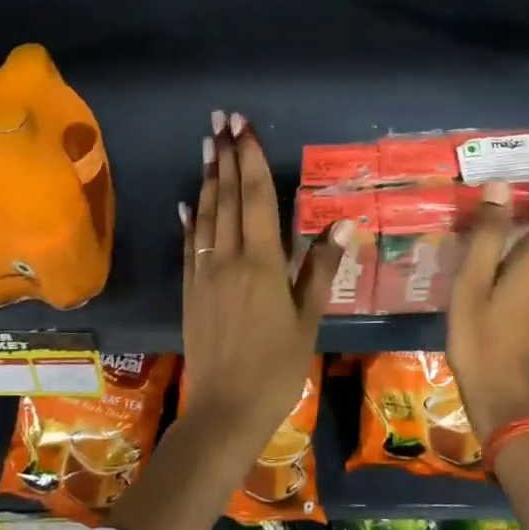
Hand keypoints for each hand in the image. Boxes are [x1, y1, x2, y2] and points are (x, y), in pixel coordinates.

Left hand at [179, 111, 348, 447]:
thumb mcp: (308, 320)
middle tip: (220, 120)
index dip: (249, 158)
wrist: (225, 409)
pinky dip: (189, 221)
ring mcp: (204, 274)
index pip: (255, 198)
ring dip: (206, 179)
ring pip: (205, 216)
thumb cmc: (277, 367)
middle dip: (224, 156)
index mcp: (262, 263)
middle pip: (225, 198)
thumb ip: (322, 269)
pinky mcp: (190, 291)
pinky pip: (190, 246)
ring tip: (206, 146)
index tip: (243, 127)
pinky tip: (186, 204)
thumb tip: (342, 223)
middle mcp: (228, 259)